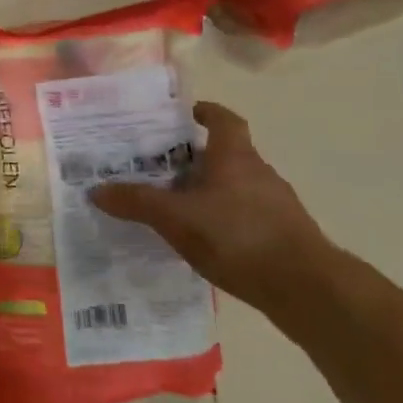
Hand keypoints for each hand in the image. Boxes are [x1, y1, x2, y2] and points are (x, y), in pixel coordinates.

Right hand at [90, 102, 336, 313]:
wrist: (306, 289)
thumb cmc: (238, 236)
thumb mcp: (175, 218)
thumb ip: (136, 202)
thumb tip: (96, 190)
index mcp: (234, 156)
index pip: (223, 119)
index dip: (203, 112)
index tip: (181, 116)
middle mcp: (258, 172)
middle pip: (224, 154)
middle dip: (192, 158)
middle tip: (157, 167)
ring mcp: (276, 205)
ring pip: (234, 186)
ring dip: (207, 191)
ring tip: (173, 206)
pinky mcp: (283, 235)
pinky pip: (245, 216)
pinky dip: (223, 220)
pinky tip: (202, 240)